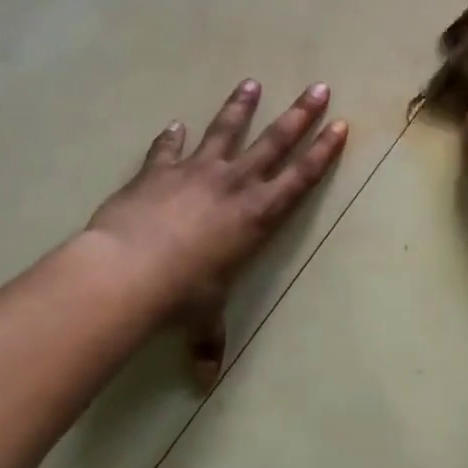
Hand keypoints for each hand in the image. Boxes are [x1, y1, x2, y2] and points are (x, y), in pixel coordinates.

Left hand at [82, 79, 347, 388]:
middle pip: (275, 141)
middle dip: (300, 114)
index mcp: (257, 216)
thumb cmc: (180, 296)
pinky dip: (171, 138)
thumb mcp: (200, 319)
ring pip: (226, 130)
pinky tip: (174, 125)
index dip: (322, 152)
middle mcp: (234, 184)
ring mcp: (196, 171)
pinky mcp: (159, 171)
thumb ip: (207, 343)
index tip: (341, 125)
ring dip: (240, 107)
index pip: (300, 178)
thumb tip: (204, 383)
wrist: (127, 270)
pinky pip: (168, 149)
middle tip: (319, 87)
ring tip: (251, 84)